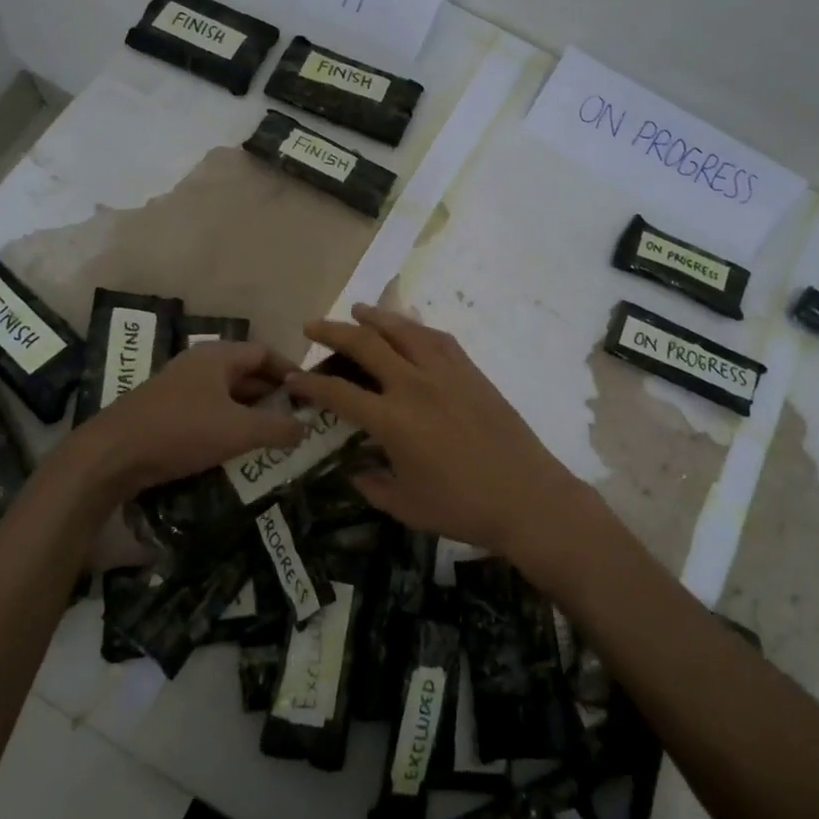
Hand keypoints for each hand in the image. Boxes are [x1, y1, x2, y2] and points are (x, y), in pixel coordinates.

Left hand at [55, 341, 304, 503]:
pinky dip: (228, 423)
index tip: (310, 393)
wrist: (112, 455)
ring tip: (273, 435)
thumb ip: (277, 428)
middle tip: (296, 418)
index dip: (290, 371)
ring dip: (250, 411)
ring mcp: (180, 387)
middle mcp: (199, 364)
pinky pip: (208, 410)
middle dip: (272, 394)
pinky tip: (237, 447)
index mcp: (217, 356)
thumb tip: (305, 427)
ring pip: (227, 393)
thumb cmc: (180, 431)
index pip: (265, 352)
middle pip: (246, 372)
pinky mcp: (166, 411)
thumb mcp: (238, 430)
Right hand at [287, 305, 602, 568]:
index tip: (291, 378)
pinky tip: (408, 327)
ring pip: (403, 331)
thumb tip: (355, 469)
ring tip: (356, 310)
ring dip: (375, 317)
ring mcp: (446, 373)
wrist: (527, 497)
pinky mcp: (471, 372)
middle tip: (312, 327)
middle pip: (366, 345)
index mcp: (392, 420)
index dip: (310, 384)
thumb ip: (372, 485)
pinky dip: (416, 327)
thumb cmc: (462, 507)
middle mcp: (414, 385)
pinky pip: (437, 338)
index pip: (339, 392)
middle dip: (333, 332)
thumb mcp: (406, 506)